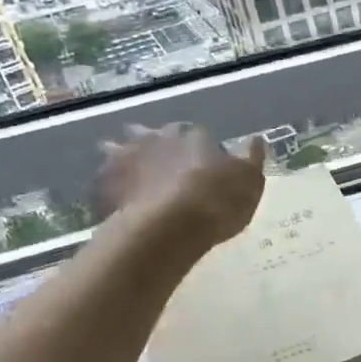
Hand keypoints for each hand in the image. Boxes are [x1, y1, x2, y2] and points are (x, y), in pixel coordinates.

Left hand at [97, 123, 265, 249]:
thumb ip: (252, 159)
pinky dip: (109, 188)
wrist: (171, 227)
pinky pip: (103, 181)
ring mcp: (125, 158)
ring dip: (125, 161)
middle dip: (156, 147)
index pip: (195, 134)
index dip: (200, 150)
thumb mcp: (250, 182)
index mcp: (190, 135)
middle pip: (151, 136)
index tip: (204, 167)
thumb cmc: (218, 201)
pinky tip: (117, 202)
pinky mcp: (104, 184)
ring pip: (119, 151)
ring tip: (134, 182)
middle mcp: (154, 138)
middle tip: (165, 170)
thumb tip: (257, 140)